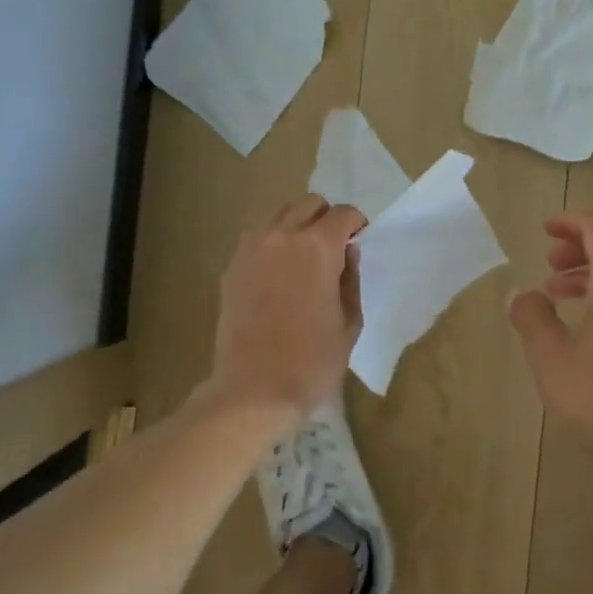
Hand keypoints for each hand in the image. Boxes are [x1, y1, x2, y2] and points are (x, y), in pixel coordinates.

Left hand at [210, 195, 365, 422]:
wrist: (254, 390)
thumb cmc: (313, 361)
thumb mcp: (349, 321)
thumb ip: (351, 278)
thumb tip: (347, 252)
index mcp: (318, 246)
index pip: (343, 214)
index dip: (357, 224)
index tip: (360, 240)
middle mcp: (282, 236)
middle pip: (308, 204)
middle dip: (326, 218)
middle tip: (334, 247)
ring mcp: (251, 249)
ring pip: (279, 215)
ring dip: (297, 225)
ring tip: (304, 257)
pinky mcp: (232, 267)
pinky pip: (256, 238)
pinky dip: (272, 243)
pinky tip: (278, 273)